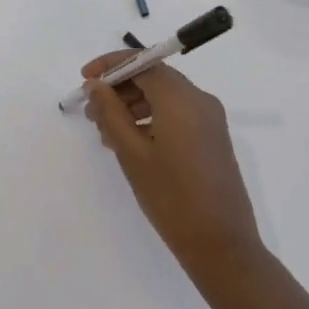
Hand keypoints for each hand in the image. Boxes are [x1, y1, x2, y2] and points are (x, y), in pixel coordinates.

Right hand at [83, 52, 262, 279]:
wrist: (222, 247)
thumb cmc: (172, 198)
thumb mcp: (132, 153)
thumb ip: (111, 112)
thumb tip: (96, 84)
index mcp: (181, 97)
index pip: (142, 62)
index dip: (110, 66)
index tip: (85, 79)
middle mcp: (199, 99)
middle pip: (154, 76)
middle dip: (120, 87)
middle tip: (91, 111)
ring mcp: (210, 118)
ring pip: (165, 95)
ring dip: (133, 104)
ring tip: (105, 131)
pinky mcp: (213, 137)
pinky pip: (177, 113)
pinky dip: (152, 117)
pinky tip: (130, 142)